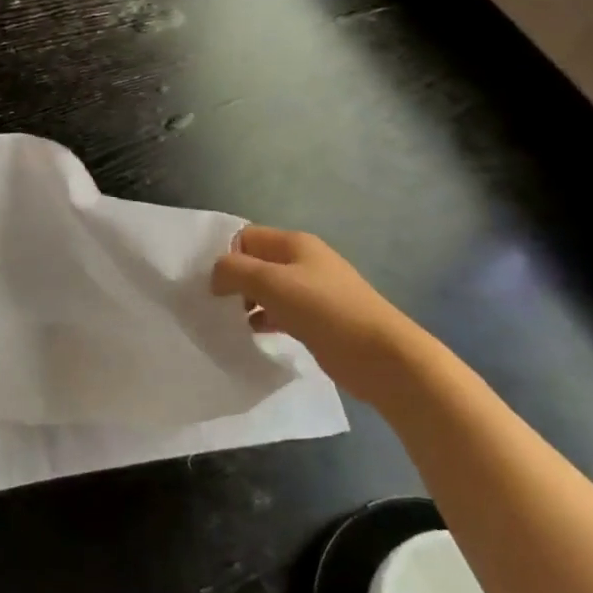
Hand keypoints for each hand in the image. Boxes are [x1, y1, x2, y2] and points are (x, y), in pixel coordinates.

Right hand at [211, 225, 431, 403]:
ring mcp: (312, 291)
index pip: (246, 236)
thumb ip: (234, 271)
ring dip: (246, 302)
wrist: (381, 356)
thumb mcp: (270, 283)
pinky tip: (253, 335)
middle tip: (215, 304)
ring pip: (267, 289)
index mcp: (294, 243)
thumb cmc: (324, 310)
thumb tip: (216, 275)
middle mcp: (303, 261)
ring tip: (228, 322)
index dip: (226, 255)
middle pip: (256, 262)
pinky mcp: (318, 319)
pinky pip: (280, 312)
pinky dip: (264, 320)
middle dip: (233, 280)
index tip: (211, 283)